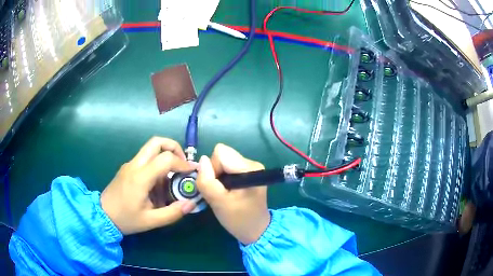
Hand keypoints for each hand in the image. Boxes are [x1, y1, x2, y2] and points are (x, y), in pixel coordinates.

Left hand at [101, 137, 196, 234]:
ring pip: (150, 148)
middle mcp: (135, 165)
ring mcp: (129, 164)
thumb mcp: (151, 221)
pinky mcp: (127, 168)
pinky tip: (158, 185)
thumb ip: (172, 213)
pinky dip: (157, 164)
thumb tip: (191, 203)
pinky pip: (145, 159)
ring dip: (165, 156)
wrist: (102, 215)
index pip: (165, 159)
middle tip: (182, 164)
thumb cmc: (126, 219)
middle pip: (156, 142)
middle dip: (174, 148)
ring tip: (172, 177)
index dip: (182, 163)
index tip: (192, 172)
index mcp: (140, 177)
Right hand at [196, 144, 269, 244]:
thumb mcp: (218, 202)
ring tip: (225, 193)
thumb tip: (202, 159)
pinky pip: (228, 167)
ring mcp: (251, 167)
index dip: (213, 168)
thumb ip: (207, 181)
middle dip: (215, 172)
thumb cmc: (238, 219)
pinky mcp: (248, 173)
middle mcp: (252, 163)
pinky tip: (229, 191)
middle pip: (222, 155)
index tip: (217, 187)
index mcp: (249, 168)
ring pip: (223, 161)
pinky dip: (223, 178)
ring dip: (219, 176)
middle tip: (220, 191)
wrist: (256, 230)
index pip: (220, 153)